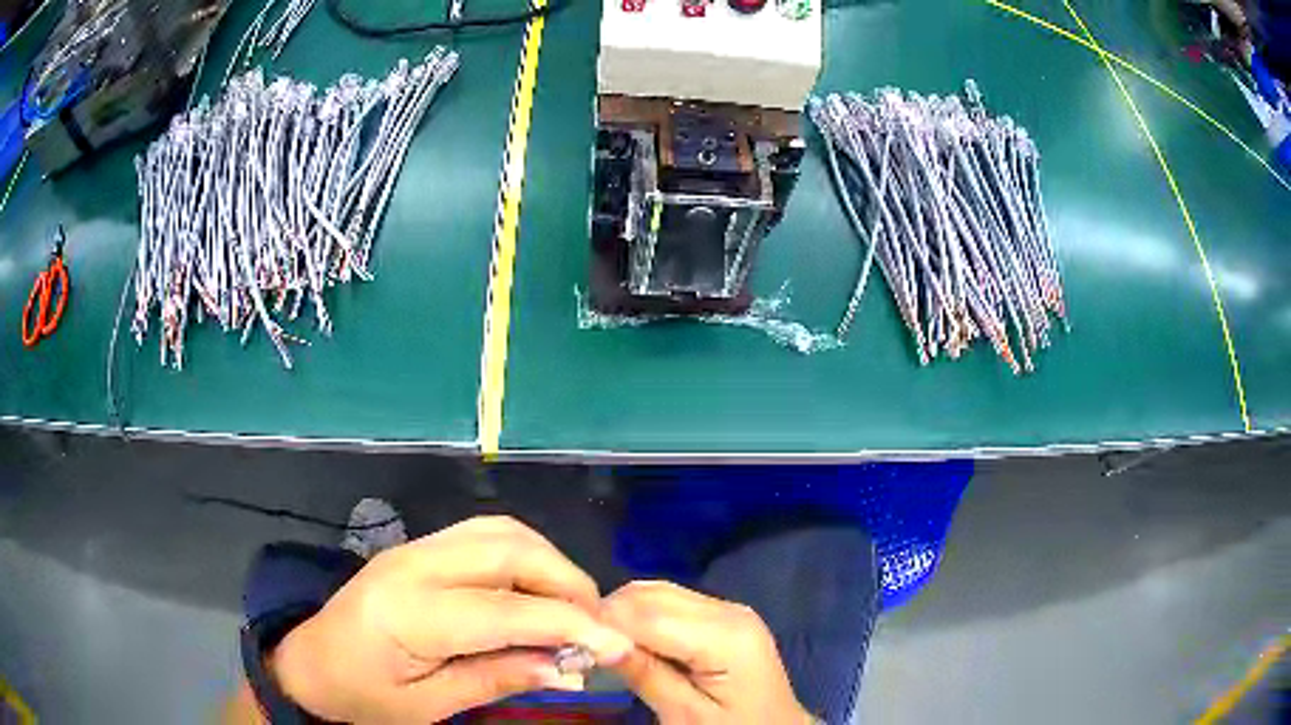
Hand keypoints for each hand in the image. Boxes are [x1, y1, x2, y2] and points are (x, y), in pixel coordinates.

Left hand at [270, 516, 633, 723]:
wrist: (310, 662)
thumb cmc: (364, 696)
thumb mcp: (429, 705)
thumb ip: (497, 679)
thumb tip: (570, 670)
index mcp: (410, 613)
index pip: (508, 610)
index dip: (572, 625)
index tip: (619, 646)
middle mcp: (414, 564)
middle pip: (510, 551)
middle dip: (568, 584)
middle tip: (596, 628)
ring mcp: (415, 547)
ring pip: (502, 531)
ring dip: (550, 564)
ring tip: (571, 609)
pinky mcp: (419, 547)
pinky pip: (486, 534)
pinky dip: (525, 556)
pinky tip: (534, 590)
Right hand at [602, 581, 813, 723]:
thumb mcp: (686, 714)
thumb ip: (645, 673)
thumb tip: (595, 639)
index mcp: (725, 636)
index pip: (647, 614)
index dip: (604, 623)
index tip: (570, 642)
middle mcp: (729, 609)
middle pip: (651, 594)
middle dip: (611, 614)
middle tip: (582, 645)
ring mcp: (729, 608)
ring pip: (657, 591)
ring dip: (624, 612)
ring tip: (602, 643)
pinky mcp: (724, 615)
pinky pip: (671, 600)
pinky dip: (642, 614)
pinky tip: (630, 639)